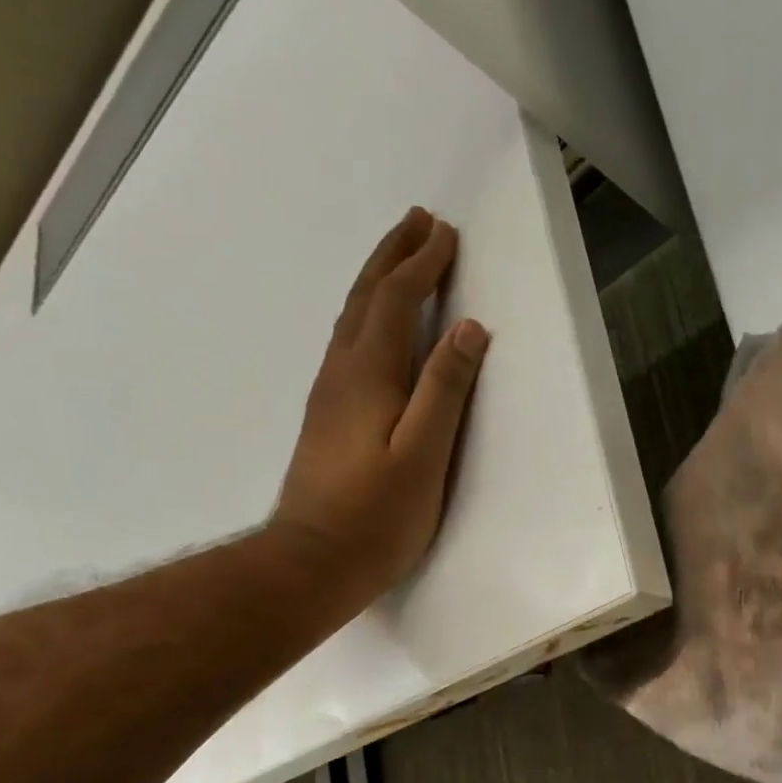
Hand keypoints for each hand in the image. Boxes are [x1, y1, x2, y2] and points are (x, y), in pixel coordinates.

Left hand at [271, 206, 489, 608]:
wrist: (312, 561)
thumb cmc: (377, 516)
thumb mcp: (424, 454)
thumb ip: (445, 389)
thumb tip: (469, 329)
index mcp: (370, 375)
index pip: (397, 301)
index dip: (423, 265)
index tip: (446, 234)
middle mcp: (342, 372)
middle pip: (366, 298)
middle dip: (394, 256)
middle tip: (418, 221)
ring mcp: (328, 394)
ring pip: (352, 318)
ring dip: (377, 280)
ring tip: (399, 258)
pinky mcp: (326, 417)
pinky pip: (346, 343)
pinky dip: (365, 314)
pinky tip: (372, 325)